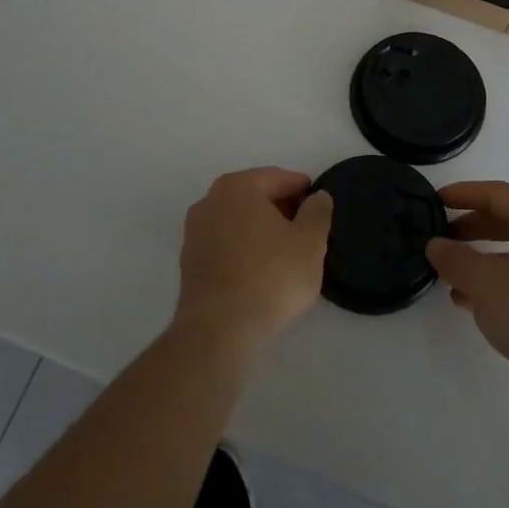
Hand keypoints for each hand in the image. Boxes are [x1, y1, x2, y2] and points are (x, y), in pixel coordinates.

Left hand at [175, 168, 332, 353]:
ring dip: (260, 229)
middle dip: (280, 208)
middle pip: (254, 196)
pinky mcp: (189, 261)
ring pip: (237, 220)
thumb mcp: (310, 242)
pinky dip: (243, 248)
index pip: (277, 178)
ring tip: (285, 251)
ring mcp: (194, 231)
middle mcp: (210, 201)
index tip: (319, 205)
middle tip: (306, 229)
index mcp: (238, 187)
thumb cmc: (271, 277)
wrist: (219, 330)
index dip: (302, 189)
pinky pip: (224, 243)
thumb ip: (318, 212)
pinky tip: (260, 269)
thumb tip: (318, 197)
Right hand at [426, 181, 508, 406]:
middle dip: (472, 228)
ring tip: (451, 275)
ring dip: (481, 261)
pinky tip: (472, 305)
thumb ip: (455, 259)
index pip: (499, 194)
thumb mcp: (485, 280)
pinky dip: (496, 287)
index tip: (435, 200)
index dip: (464, 193)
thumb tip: (435, 245)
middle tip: (441, 238)